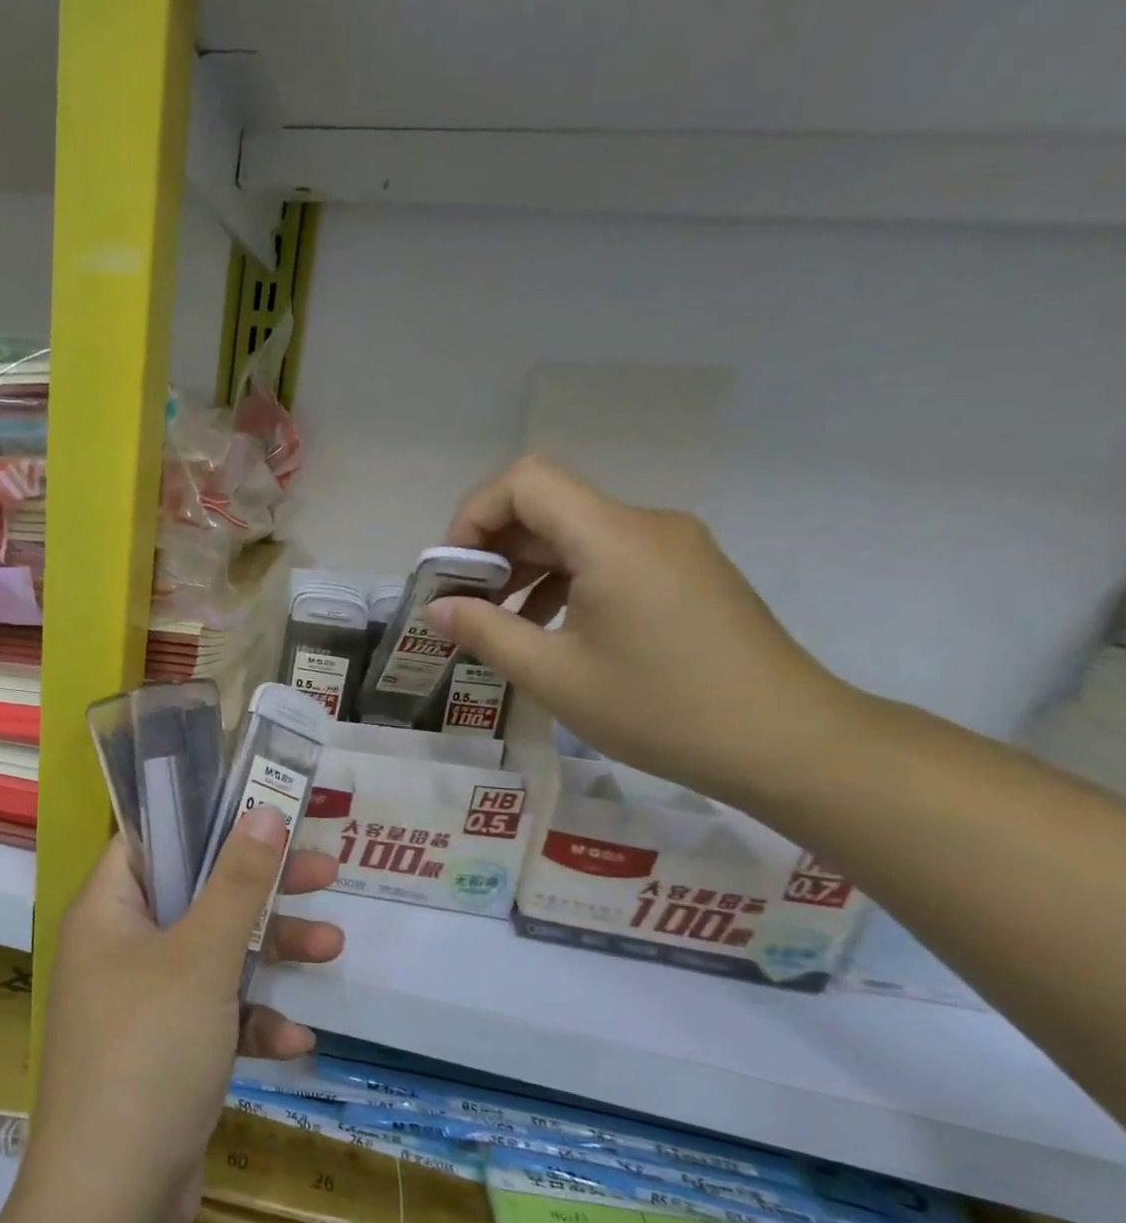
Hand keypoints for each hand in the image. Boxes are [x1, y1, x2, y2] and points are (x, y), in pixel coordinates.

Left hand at [25, 809, 340, 1222]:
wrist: (113, 1199)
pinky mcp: (163, 1052)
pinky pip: (213, 1017)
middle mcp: (117, 949)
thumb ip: (237, 883)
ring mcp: (139, 1003)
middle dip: (260, 890)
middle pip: (194, 896)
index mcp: (107, 911)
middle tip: (322, 873)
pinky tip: (294, 1042)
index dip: (202, 820)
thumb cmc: (150, 1049)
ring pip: (212, 957)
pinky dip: (250, 1023)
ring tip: (333, 948)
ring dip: (269, 955)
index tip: (260, 811)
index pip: (149, 841)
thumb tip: (263, 810)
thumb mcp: (202, 956)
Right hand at [429, 455, 854, 803]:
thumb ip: (485, 632)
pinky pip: (608, 557)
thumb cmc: (660, 708)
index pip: (525, 481)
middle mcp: (645, 525)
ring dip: (527, 569)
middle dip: (493, 550)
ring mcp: (672, 547)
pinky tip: (551, 629)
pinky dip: (565, 581)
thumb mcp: (554, 676)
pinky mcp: (687, 572)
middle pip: (548, 506)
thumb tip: (436, 609)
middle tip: (464, 607)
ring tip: (501, 625)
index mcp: (612, 539)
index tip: (455, 573)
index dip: (474, 515)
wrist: (786, 741)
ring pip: (576, 534)